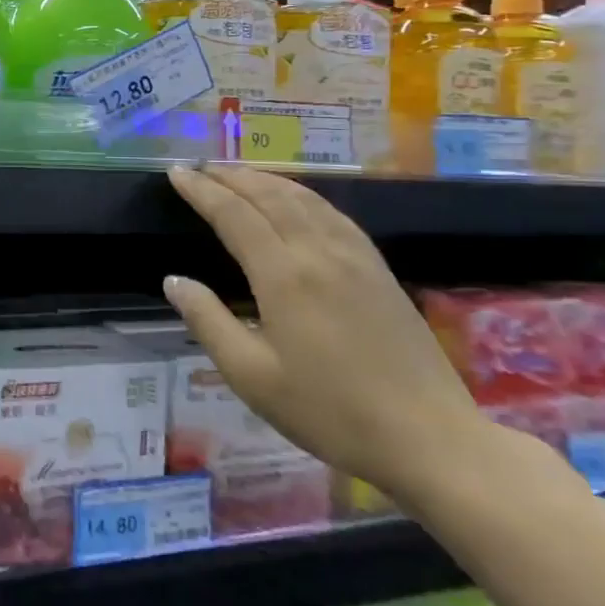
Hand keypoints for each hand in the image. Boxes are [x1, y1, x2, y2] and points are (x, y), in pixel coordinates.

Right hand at [162, 164, 489, 498]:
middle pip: (269, 196)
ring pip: (304, 199)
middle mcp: (319, 252)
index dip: (202, 191)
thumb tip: (174, 281)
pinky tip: (297, 200)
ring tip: (238, 174)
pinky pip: (334, 214)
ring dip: (266, 180)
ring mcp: (355, 257)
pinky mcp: (379, 269)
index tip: (176, 173)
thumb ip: (208, 321)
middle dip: (230, 177)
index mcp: (283, 275)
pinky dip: (303, 195)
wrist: (429, 438)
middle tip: (200, 168)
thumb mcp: (251, 376)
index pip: (234, 215)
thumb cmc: (329, 411)